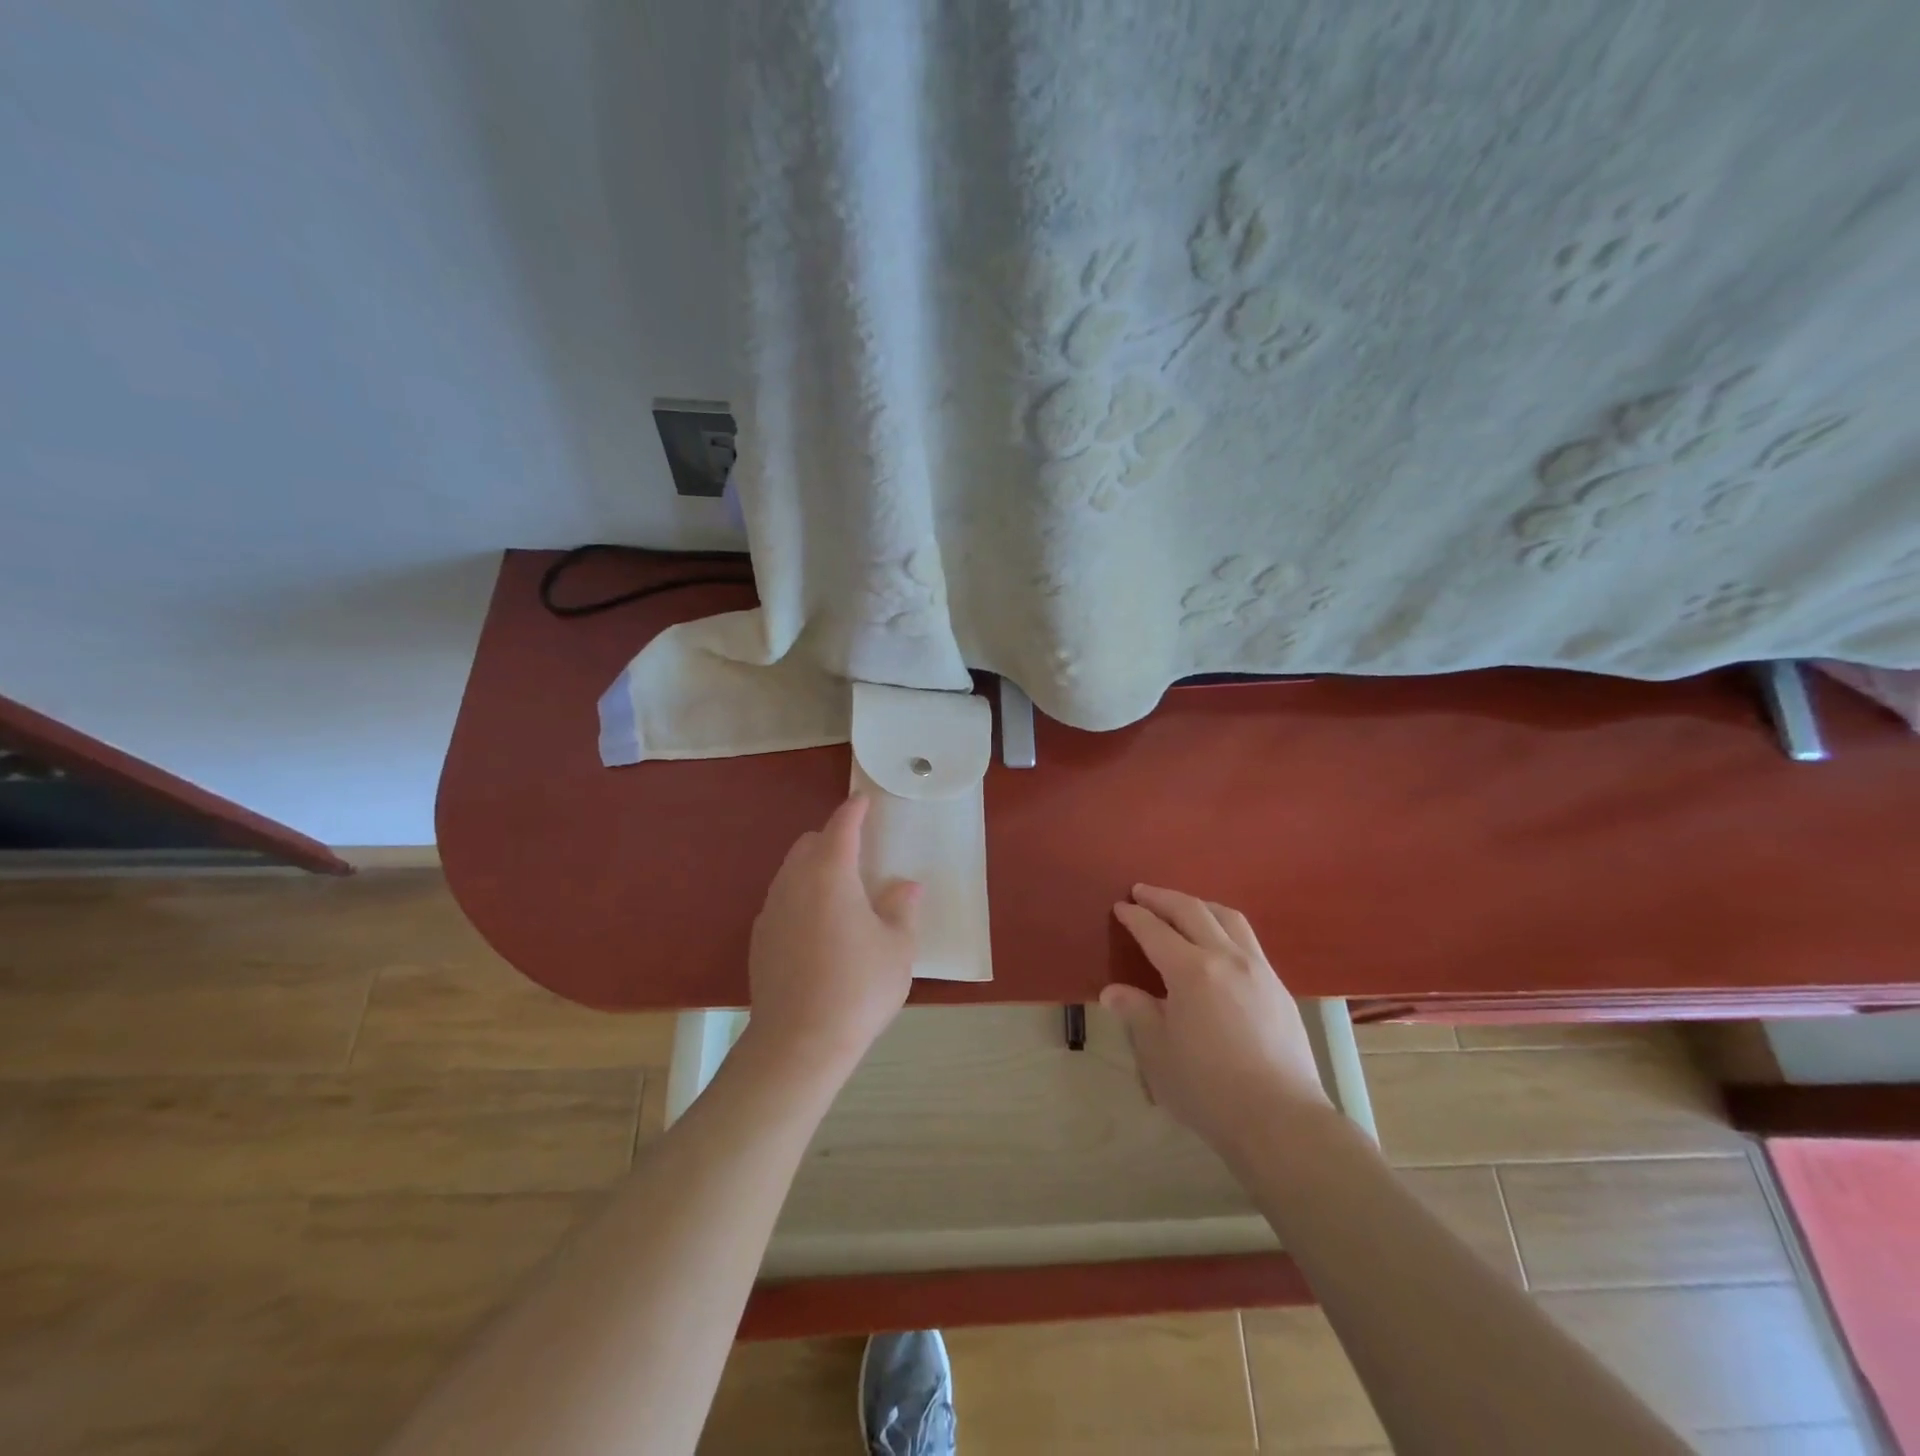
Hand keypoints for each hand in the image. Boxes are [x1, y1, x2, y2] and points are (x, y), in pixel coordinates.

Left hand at [742, 795, 920, 1084]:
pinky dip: (800, 897)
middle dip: (832, 839)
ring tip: (840, 892)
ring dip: (814, 868)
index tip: (864, 801)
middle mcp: (795, 882)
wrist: (799, 1042)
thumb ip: (902, 909)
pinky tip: (817, 927)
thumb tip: (906, 886)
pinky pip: (782, 900)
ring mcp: (772, 910)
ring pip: (791, 871)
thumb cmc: (858, 988)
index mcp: (831, 874)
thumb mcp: (897, 948)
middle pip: (810, 844)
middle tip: (858, 855)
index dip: (855, 811)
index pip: (842, 827)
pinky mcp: (760, 939)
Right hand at [1103, 885, 1329, 1153]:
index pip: (1155, 931)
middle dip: (1163, 898)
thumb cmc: (1208, 1088)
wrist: (1280, 1119)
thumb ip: (1137, 1013)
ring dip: (1199, 905)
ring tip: (1183, 907)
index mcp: (1191, 970)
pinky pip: (1248, 940)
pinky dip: (1225, 927)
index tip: (1120, 907)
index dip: (1135, 916)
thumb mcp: (1158, 1052)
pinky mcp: (1279, 987)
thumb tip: (1114, 991)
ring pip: (1228, 918)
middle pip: (1192, 911)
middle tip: (1142, 892)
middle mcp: (1226, 958)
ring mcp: (1258, 969)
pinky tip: (1219, 945)